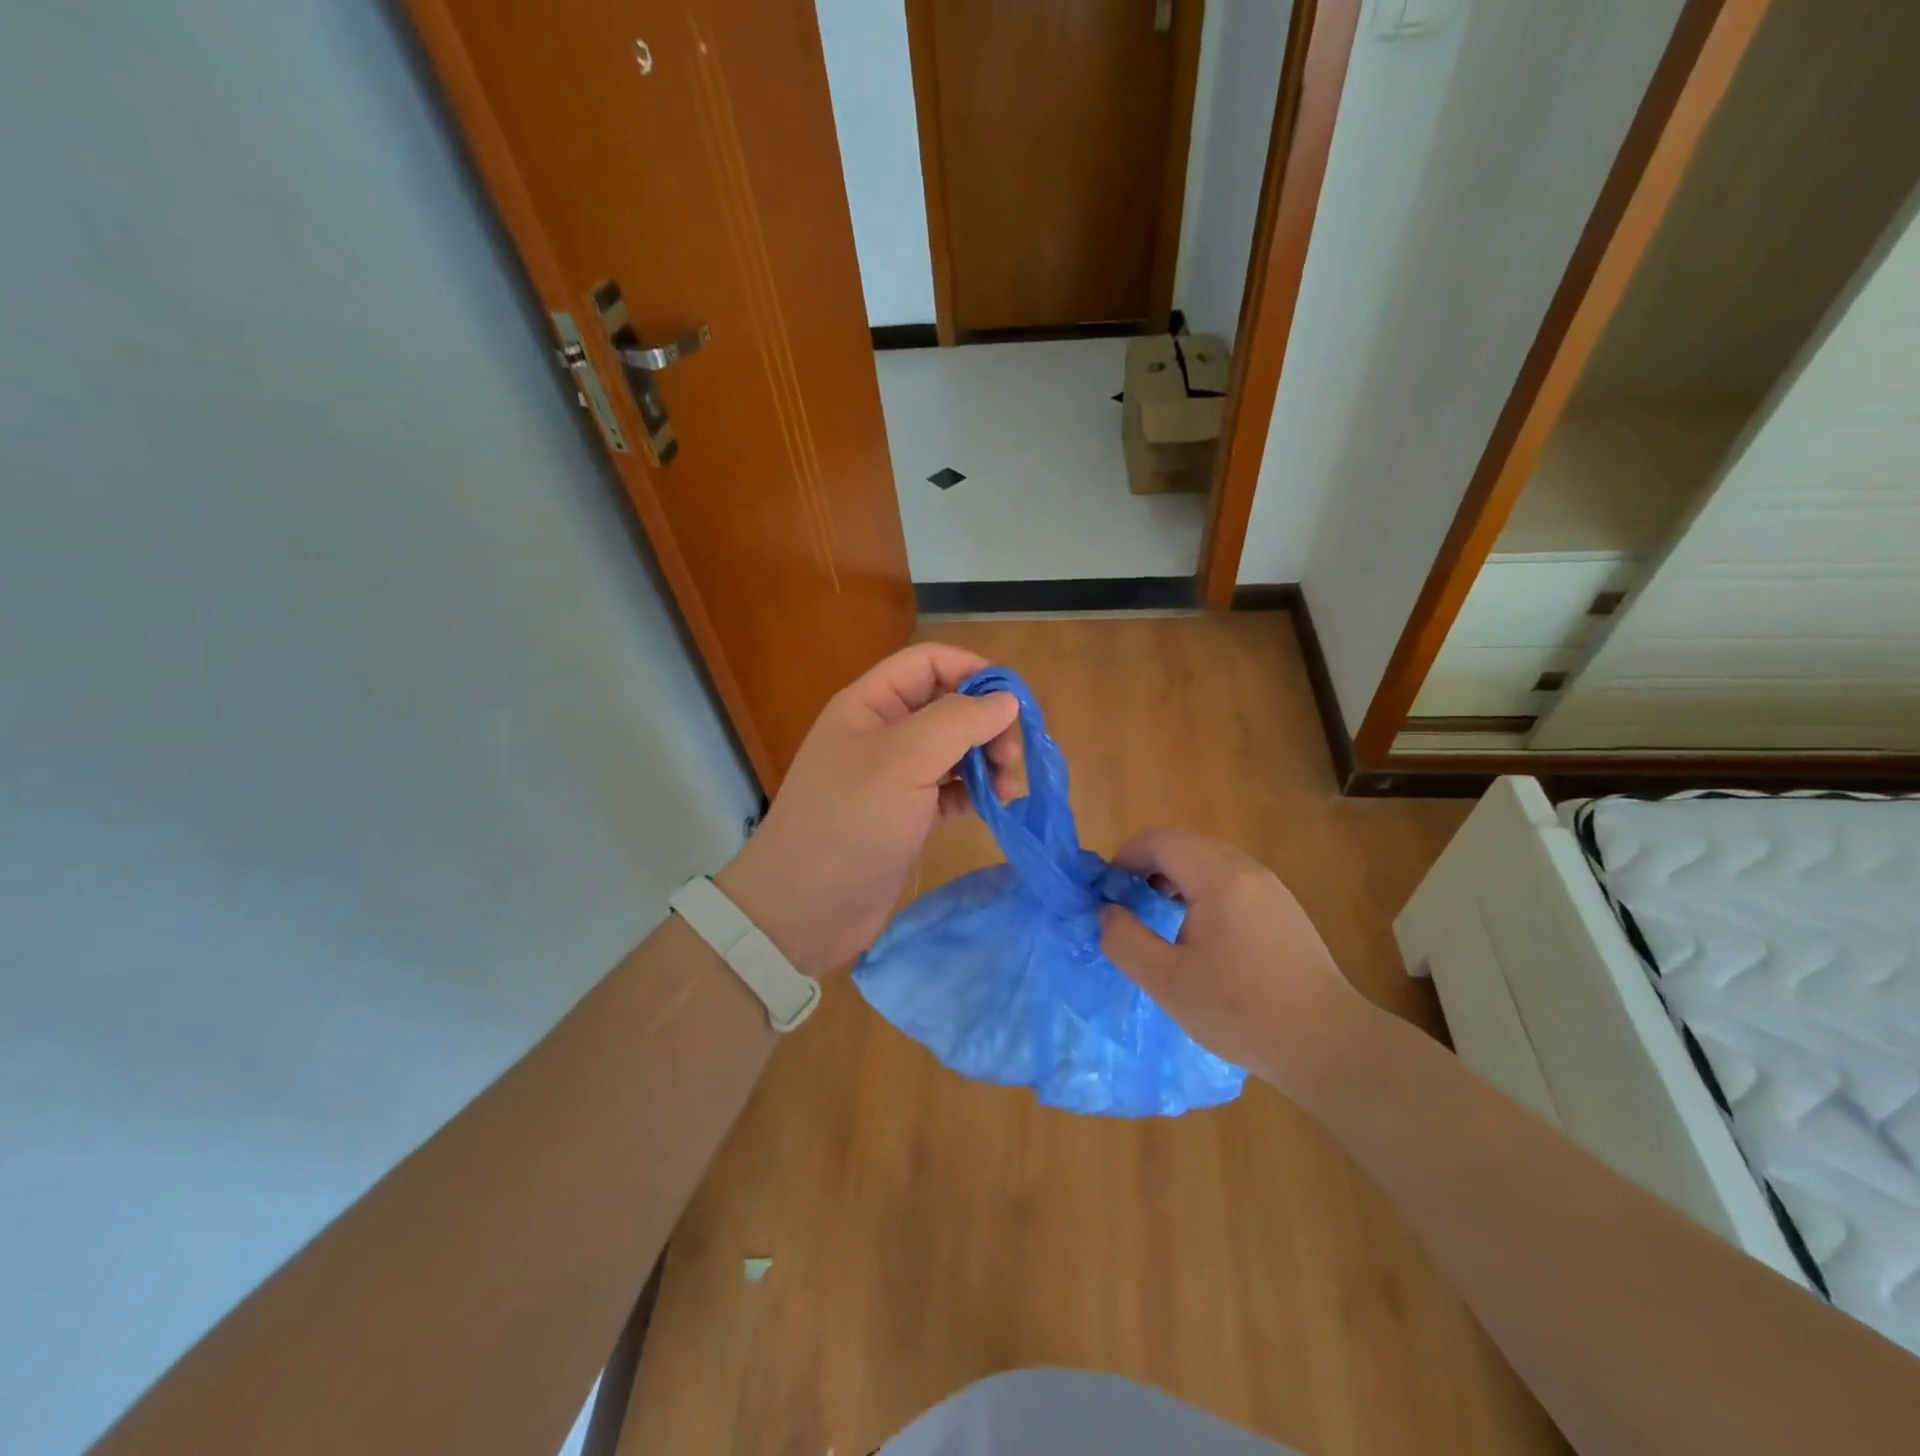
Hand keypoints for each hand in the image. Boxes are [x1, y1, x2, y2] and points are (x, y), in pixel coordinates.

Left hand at [715, 643, 1020, 978]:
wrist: (805, 909)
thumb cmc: (850, 823)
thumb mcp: (903, 761)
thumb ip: (957, 721)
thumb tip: (1006, 700)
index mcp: (871, 704)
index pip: (929, 662)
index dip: (973, 671)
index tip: (1013, 703)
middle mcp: (883, 732)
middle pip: (948, 704)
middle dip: (986, 723)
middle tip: (1011, 758)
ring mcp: (895, 775)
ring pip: (954, 748)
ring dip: (987, 759)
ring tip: (1008, 788)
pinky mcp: (907, 813)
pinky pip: (951, 787)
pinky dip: (976, 791)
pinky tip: (994, 806)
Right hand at [1098, 828, 1369, 1095]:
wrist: (1328, 1044)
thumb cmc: (1241, 1012)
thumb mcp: (1167, 981)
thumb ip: (1124, 940)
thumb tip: (1107, 911)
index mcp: (1219, 879)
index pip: (1161, 841)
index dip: (1127, 855)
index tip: (1108, 888)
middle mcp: (1247, 871)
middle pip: (1187, 843)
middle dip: (1149, 862)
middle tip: (1128, 898)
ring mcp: (1271, 888)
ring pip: (1211, 859)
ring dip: (1177, 874)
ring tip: (1158, 911)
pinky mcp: (1284, 908)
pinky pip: (1233, 878)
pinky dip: (1203, 887)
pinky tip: (1199, 928)